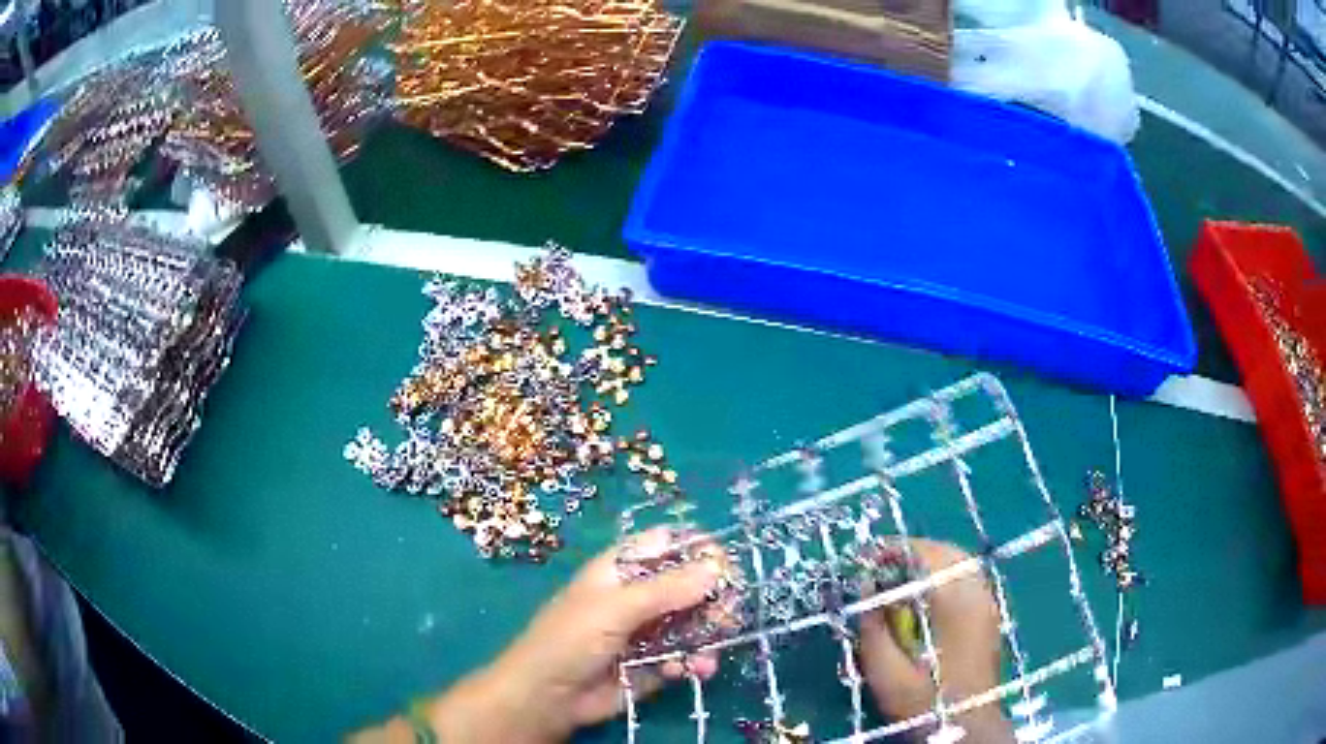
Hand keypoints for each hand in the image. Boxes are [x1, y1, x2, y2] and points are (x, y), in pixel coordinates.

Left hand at [420, 528, 726, 743]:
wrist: (548, 697)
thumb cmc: (571, 639)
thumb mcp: (616, 608)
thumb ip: (667, 589)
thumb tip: (717, 567)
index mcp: (622, 569)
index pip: (667, 545)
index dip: (697, 551)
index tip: (725, 566)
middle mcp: (638, 596)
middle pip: (688, 585)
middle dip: (712, 598)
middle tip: (728, 614)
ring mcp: (647, 631)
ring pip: (693, 622)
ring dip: (709, 634)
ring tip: (711, 651)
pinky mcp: (654, 663)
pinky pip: (687, 654)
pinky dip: (696, 660)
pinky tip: (696, 670)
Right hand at [858, 539, 1012, 741]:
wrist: (966, 725)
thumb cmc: (924, 702)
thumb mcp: (886, 672)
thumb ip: (873, 627)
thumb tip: (865, 586)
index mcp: (955, 604)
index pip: (927, 556)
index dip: (896, 549)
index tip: (868, 556)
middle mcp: (977, 594)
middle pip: (948, 552)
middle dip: (913, 550)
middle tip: (882, 561)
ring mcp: (988, 603)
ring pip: (962, 562)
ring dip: (931, 560)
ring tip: (901, 572)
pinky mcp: (989, 615)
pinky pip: (969, 577)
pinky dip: (946, 573)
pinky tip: (927, 591)